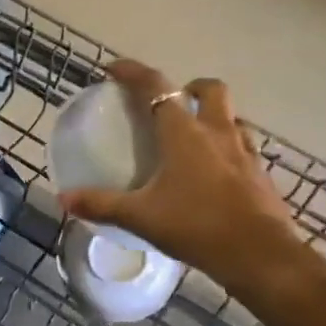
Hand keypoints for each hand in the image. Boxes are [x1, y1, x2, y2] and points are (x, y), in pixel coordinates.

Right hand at [59, 60, 297, 283]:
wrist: (260, 256)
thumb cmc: (197, 226)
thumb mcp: (141, 217)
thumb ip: (102, 205)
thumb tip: (64, 199)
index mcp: (184, 133)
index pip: (155, 87)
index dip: (133, 72)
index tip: (114, 69)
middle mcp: (218, 133)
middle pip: (210, 90)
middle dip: (190, 87)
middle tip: (173, 104)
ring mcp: (245, 153)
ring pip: (232, 118)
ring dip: (214, 118)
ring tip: (195, 139)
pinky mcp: (261, 176)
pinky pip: (244, 149)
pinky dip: (228, 150)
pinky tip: (216, 175)